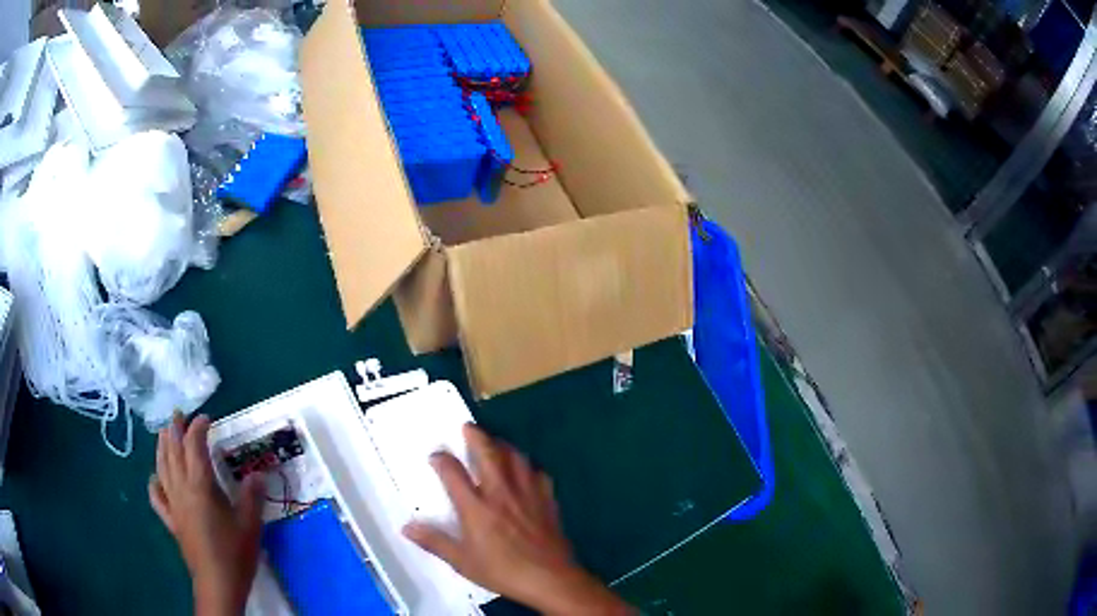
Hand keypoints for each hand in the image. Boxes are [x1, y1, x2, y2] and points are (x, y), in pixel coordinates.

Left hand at [149, 414, 263, 615]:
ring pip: (162, 467)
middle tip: (179, 415)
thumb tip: (258, 474)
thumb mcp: (250, 523)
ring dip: (162, 447)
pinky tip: (155, 477)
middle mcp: (181, 488)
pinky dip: (154, 482)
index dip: (198, 427)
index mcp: (200, 485)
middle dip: (175, 430)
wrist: (218, 583)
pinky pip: (157, 496)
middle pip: (173, 451)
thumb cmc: (235, 552)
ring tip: (164, 433)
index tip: (206, 418)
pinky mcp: (171, 520)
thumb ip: (252, 496)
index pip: (194, 446)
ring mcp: (173, 504)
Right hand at [403, 424, 632, 614]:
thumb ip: (434, 542)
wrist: (549, 578)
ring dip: (503, 445)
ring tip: (496, 441)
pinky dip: (529, 467)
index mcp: (476, 507)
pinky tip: (526, 470)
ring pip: (515, 458)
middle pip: (487, 454)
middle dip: (476, 436)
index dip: (442, 460)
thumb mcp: (462, 562)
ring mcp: (526, 494)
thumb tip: (407, 527)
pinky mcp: (547, 500)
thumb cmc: (502, 571)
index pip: (453, 473)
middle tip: (468, 426)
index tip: (435, 455)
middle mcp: (500, 493)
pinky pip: (538, 474)